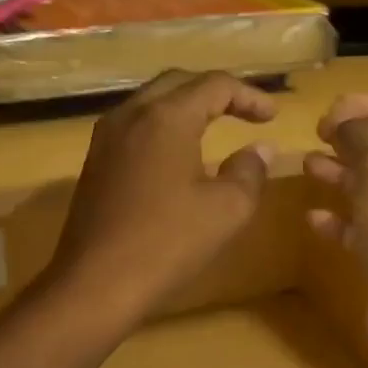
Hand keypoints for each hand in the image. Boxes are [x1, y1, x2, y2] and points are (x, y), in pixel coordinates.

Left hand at [46, 70, 276, 329]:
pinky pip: (134, 128)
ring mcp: (105, 139)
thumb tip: (260, 150)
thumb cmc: (168, 243)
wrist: (96, 284)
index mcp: (166, 117)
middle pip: (178, 83)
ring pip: (151, 103)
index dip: (250, 96)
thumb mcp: (227, 209)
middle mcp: (130, 115)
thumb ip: (249, 171)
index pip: (215, 85)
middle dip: (215, 93)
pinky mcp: (94, 164)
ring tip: (213, 128)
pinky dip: (163, 129)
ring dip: (185, 108)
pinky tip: (177, 156)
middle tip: (244, 113)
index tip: (273, 117)